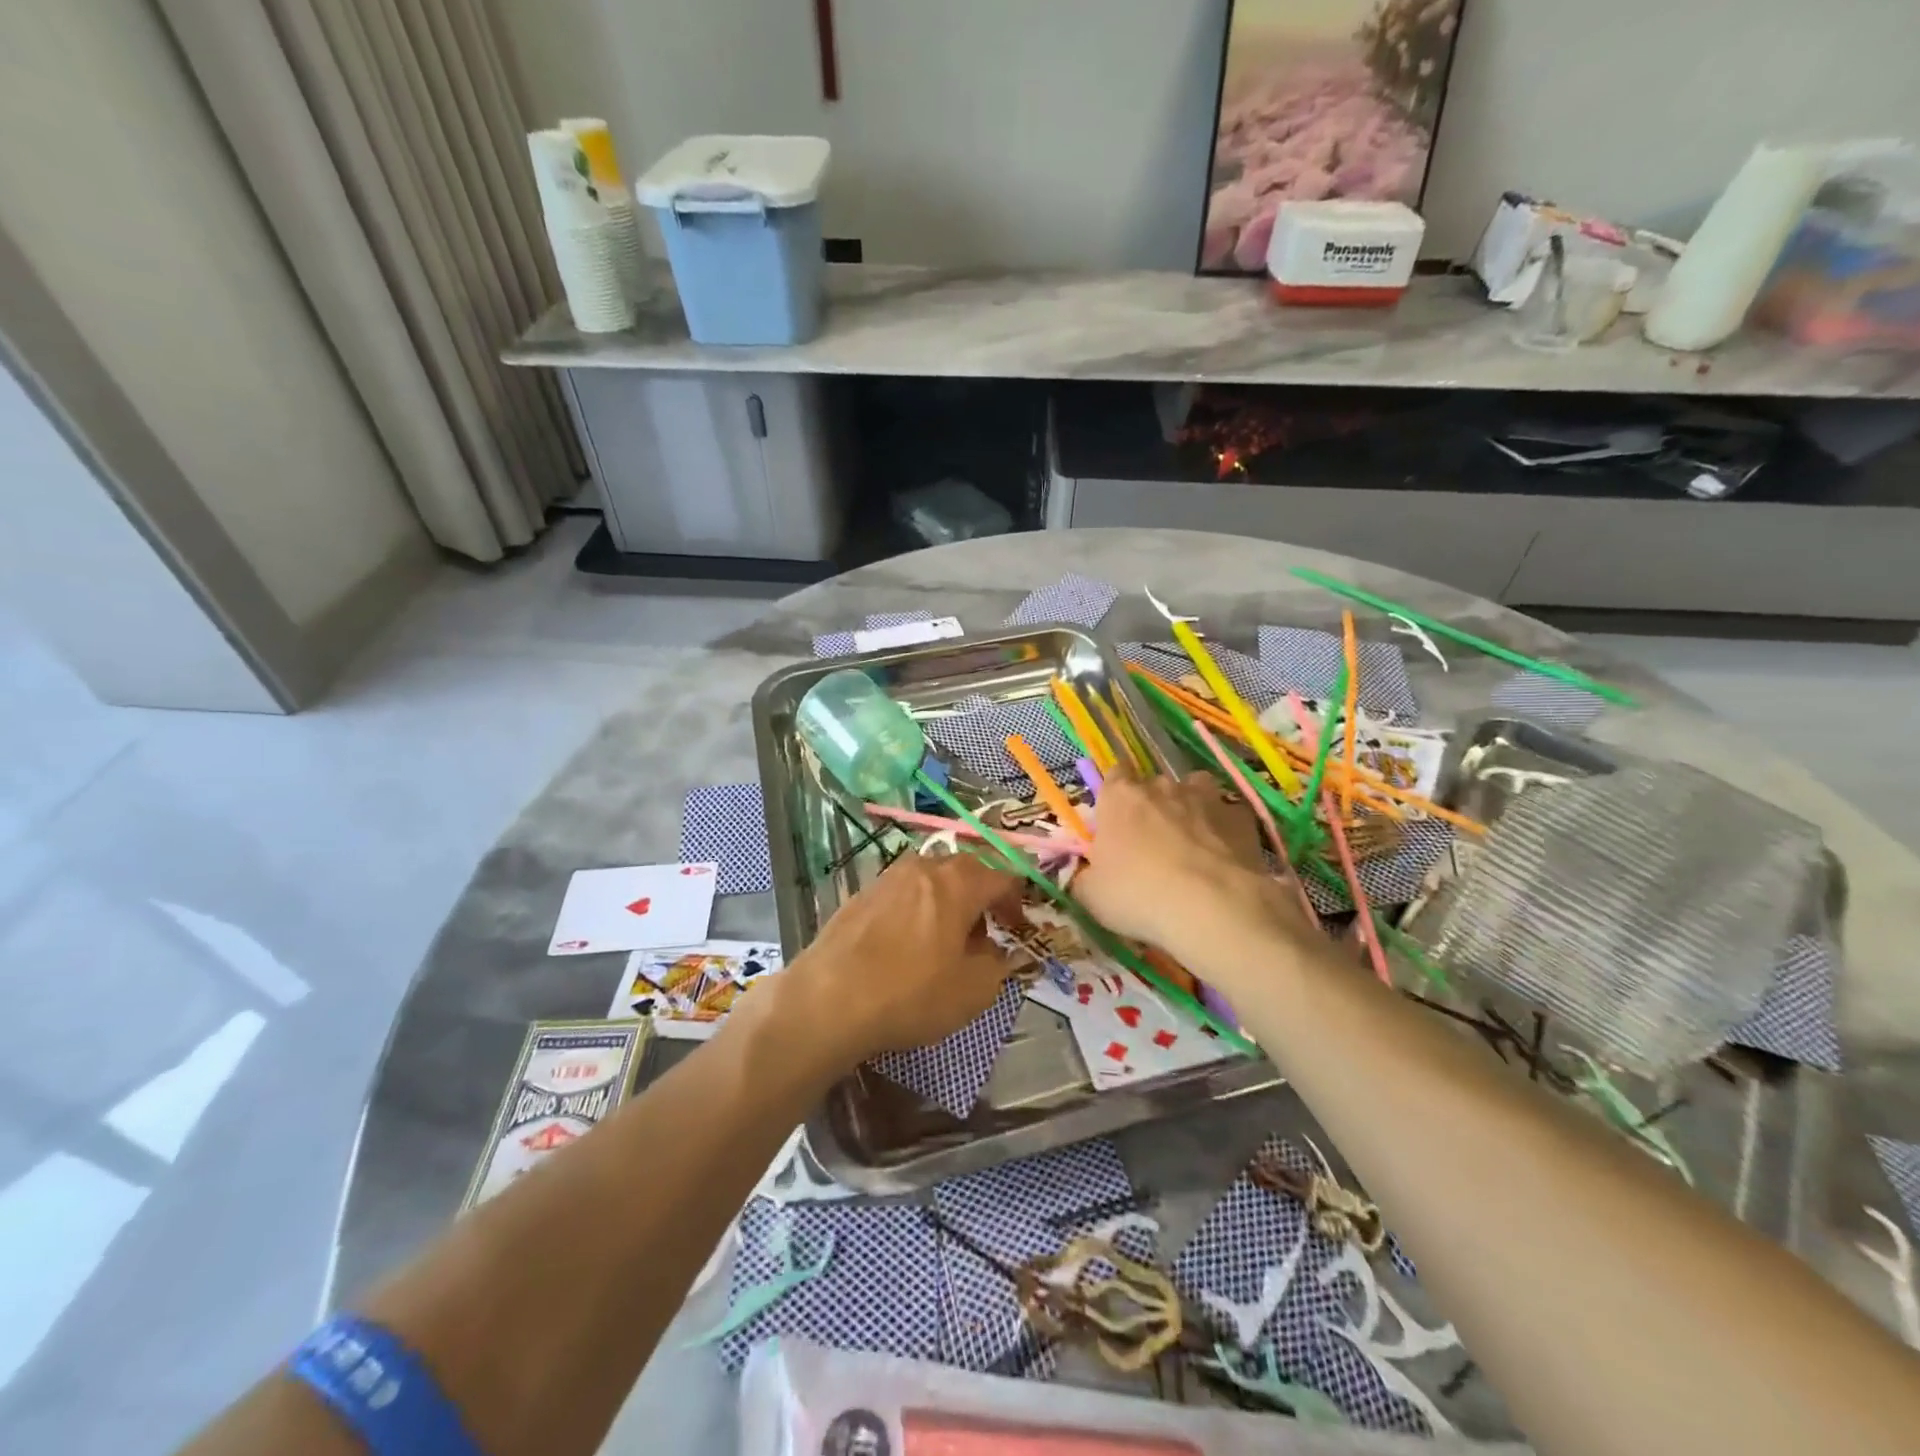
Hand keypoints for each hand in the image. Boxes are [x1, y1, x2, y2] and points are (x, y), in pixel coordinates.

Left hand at [773, 850, 1022, 1069]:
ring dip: (947, 900)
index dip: (1017, 901)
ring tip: (946, 938)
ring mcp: (888, 877)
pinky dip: (917, 908)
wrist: (829, 998)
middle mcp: (924, 867)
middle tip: (986, 931)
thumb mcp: (973, 991)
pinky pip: (903, 892)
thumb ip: (997, 964)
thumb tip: (995, 949)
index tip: (1018, 927)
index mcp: (959, 882)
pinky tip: (908, 943)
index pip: (1003, 876)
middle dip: (982, 896)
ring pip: (931, 878)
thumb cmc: (911, 993)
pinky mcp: (861, 894)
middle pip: (966, 870)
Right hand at [1073, 769, 1284, 954]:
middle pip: (1153, 785)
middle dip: (1152, 806)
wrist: (1212, 908)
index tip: (1116, 818)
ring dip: (1191, 807)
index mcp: (1119, 798)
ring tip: (1192, 841)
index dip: (1115, 795)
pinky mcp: (1241, 817)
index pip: (1114, 775)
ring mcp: (1205, 798)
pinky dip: (1225, 829)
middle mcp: (1161, 787)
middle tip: (1152, 843)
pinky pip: (1229, 815)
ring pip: (1195, 789)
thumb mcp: (1091, 896)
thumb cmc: (1138, 895)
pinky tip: (1226, 855)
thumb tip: (1088, 875)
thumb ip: (1086, 877)